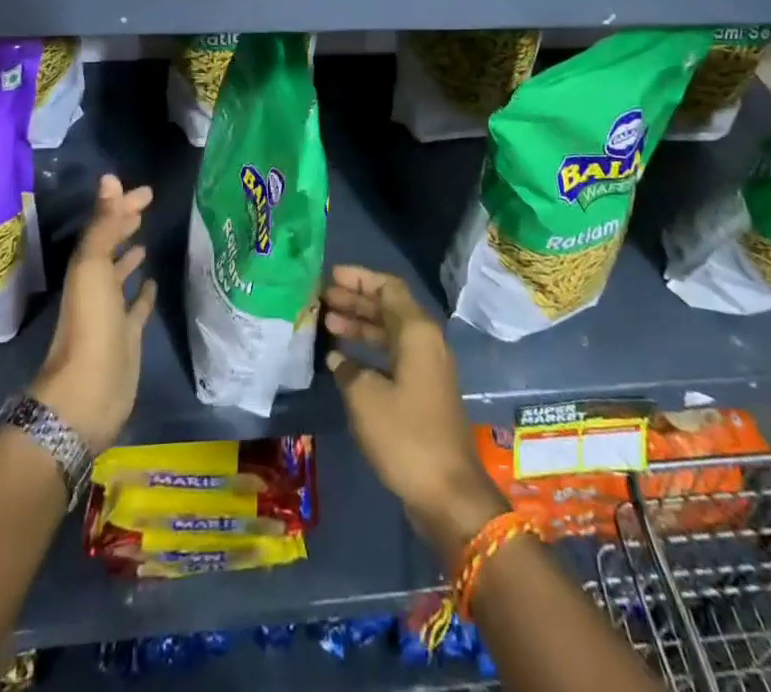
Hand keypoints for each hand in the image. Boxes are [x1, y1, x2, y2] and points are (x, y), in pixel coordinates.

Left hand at [30, 174, 156, 452]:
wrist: (89, 392)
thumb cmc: (91, 324)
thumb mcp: (94, 267)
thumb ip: (104, 224)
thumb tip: (111, 178)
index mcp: (86, 268)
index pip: (104, 227)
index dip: (121, 207)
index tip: (147, 192)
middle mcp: (96, 286)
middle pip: (110, 248)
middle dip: (124, 226)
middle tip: (145, 207)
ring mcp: (111, 313)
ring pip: (121, 277)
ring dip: (130, 258)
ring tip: (145, 241)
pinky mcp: (128, 337)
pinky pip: (137, 308)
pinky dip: (144, 293)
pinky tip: (153, 283)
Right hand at [323, 266, 507, 554]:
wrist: (448, 493)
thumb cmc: (405, 436)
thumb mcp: (365, 397)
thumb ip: (347, 368)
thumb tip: (337, 357)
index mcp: (417, 332)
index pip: (388, 288)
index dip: (360, 278)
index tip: (330, 276)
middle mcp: (426, 342)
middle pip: (389, 308)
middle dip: (356, 300)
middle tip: (322, 298)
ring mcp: (427, 367)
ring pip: (390, 332)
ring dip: (361, 325)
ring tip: (327, 323)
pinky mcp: (424, 391)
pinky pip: (393, 355)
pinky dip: (369, 350)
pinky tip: (343, 359)